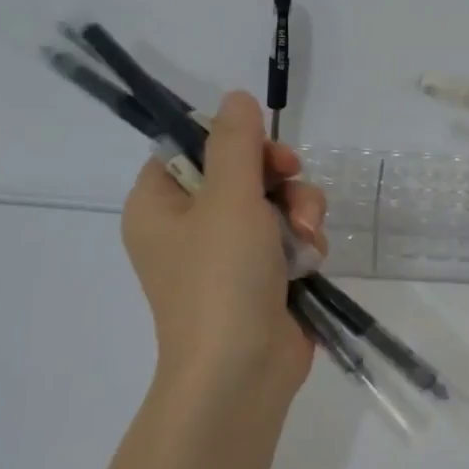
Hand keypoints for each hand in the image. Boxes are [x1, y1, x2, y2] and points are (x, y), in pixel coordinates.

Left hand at [121, 91, 327, 399]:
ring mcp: (228, 252)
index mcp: (160, 205)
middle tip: (291, 185)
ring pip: (275, 202)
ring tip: (305, 239)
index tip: (260, 148)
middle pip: (242, 171)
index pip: (190, 148)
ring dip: (299, 211)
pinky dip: (303, 242)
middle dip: (278, 178)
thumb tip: (236, 97)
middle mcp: (189, 225)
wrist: (242, 371)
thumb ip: (235, 142)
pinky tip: (309, 261)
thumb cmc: (222, 279)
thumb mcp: (229, 199)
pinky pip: (288, 234)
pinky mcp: (262, 274)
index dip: (231, 141)